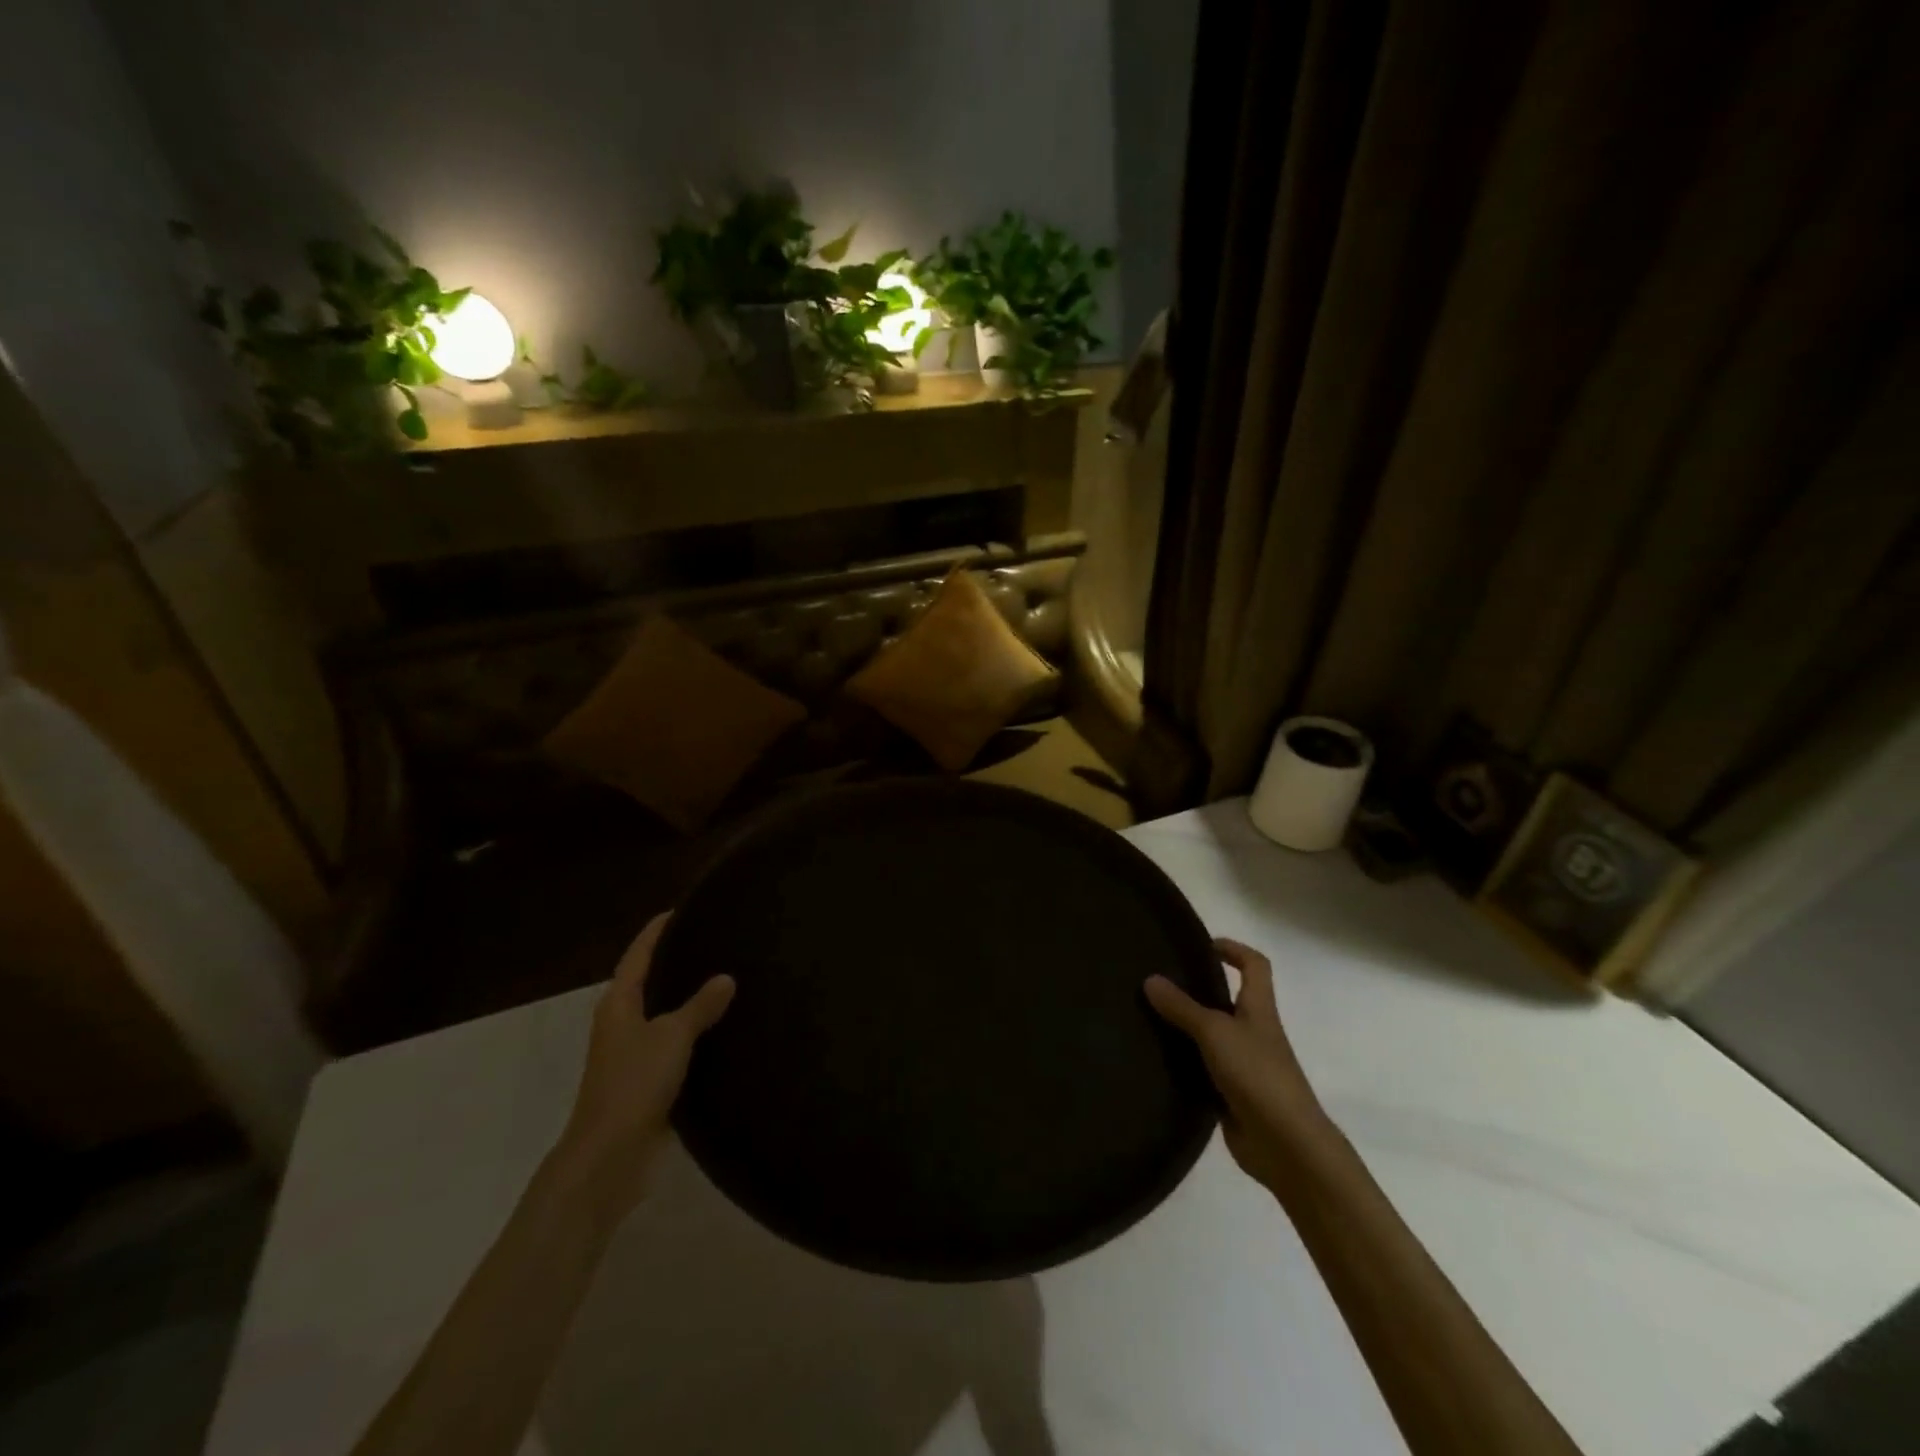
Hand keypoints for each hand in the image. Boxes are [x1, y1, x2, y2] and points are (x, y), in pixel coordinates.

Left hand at [553, 913, 734, 1214]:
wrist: (610, 1156)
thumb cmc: (634, 1084)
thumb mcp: (672, 1036)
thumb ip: (700, 1006)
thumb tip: (726, 977)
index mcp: (618, 1004)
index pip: (638, 955)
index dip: (656, 931)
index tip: (681, 910)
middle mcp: (621, 1024)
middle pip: (648, 982)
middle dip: (675, 962)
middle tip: (714, 941)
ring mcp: (632, 1055)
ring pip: (663, 1015)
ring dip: (687, 999)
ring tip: (725, 979)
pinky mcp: (647, 1082)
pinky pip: (673, 1045)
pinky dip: (694, 1033)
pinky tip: (721, 1030)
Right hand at [1146, 939, 1333, 1193]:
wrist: (1285, 1145)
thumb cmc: (1257, 1074)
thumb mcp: (1215, 1032)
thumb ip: (1182, 1007)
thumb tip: (1150, 978)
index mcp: (1259, 1009)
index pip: (1255, 966)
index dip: (1233, 949)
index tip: (1201, 946)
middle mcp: (1253, 1032)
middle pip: (1228, 999)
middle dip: (1198, 988)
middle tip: (1158, 981)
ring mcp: (1243, 1065)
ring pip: (1211, 1035)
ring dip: (1185, 1027)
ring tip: (1147, 1016)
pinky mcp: (1230, 1094)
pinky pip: (1202, 1068)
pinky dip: (1183, 1062)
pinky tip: (1155, 1059)